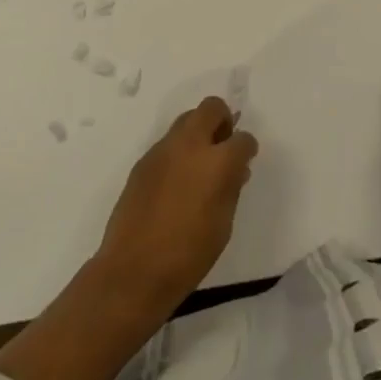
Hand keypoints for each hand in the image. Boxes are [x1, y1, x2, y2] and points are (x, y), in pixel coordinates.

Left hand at [96, 96, 258, 309]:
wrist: (133, 271)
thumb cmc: (188, 255)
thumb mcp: (223, 224)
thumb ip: (231, 188)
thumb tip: (236, 169)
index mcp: (217, 162)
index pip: (243, 139)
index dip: (247, 149)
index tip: (245, 161)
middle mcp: (190, 145)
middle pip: (211, 107)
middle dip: (222, 120)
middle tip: (222, 147)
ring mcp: (162, 150)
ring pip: (186, 119)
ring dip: (198, 132)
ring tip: (199, 164)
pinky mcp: (143, 161)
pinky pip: (167, 143)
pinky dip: (178, 151)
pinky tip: (175, 181)